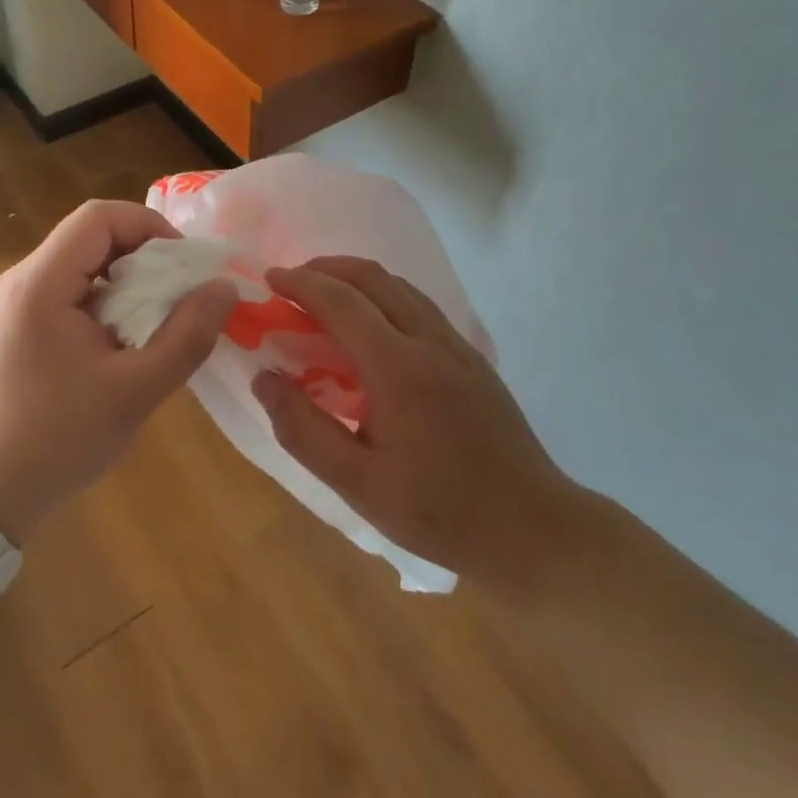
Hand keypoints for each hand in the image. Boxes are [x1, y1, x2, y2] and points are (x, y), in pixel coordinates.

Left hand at [0, 201, 235, 543]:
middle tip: (182, 291)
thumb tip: (224, 287)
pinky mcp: (21, 324)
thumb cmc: (58, 440)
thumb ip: (186, 336)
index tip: (185, 264)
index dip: (150, 226)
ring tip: (162, 315)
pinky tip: (129, 337)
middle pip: (92, 235)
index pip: (99, 217)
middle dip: (145, 253)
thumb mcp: (135, 390)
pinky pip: (73, 289)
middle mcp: (23, 279)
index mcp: (40, 283)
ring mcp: (18, 301)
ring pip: (85, 262)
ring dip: (129, 279)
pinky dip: (109, 299)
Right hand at [253, 256, 581, 583]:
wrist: (534, 529)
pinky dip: (382, 295)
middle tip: (291, 282)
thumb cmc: (440, 512)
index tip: (270, 280)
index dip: (301, 283)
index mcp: (398, 368)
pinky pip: (418, 303)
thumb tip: (263, 378)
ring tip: (323, 296)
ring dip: (355, 278)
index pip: (341, 302)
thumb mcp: (358, 484)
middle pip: (372, 277)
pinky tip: (370, 325)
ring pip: (398, 285)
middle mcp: (429, 340)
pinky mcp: (470, 355)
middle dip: (325, 268)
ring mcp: (455, 343)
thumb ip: (303, 429)